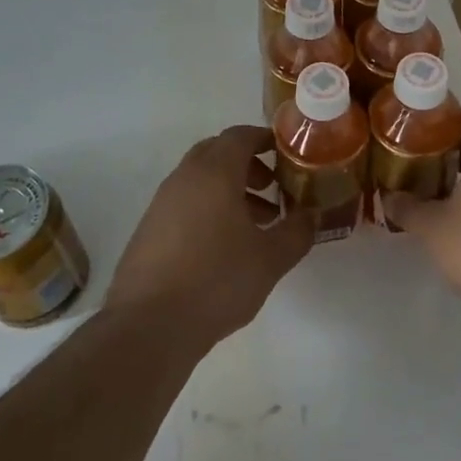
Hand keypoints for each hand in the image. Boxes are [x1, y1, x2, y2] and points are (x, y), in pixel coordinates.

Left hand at [106, 125, 313, 349]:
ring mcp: (162, 203)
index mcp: (214, 172)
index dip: (264, 138)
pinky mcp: (149, 229)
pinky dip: (209, 209)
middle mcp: (184, 177)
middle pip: (217, 152)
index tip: (285, 153)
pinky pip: (185, 202)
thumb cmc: (216, 281)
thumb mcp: (270, 259)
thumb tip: (312, 215)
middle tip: (272, 188)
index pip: (240, 135)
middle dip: (247, 164)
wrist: (149, 325)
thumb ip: (297, 232)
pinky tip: (224, 247)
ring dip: (229, 190)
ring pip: (201, 180)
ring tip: (256, 224)